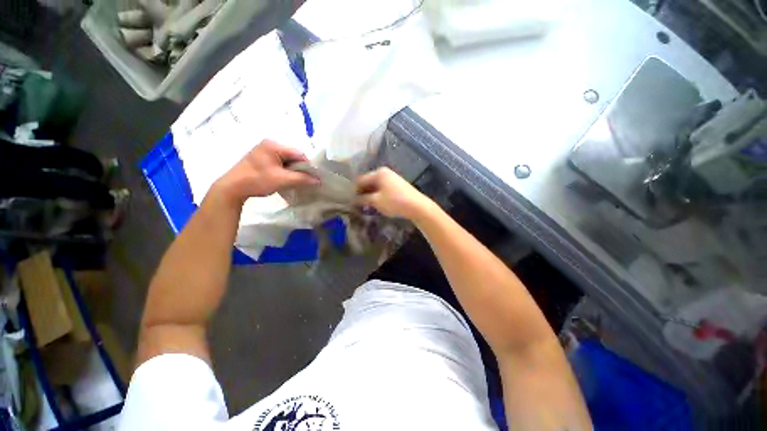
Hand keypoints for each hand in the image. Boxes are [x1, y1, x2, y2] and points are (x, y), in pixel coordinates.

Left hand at [212, 140, 318, 205]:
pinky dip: (285, 170)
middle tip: (304, 180)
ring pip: (287, 160)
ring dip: (293, 170)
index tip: (313, 178)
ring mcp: (264, 150)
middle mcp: (270, 144)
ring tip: (295, 181)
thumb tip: (318, 180)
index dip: (308, 166)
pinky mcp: (261, 158)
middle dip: (300, 168)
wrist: (232, 188)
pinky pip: (280, 162)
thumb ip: (302, 179)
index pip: (299, 154)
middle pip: (293, 156)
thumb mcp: (282, 180)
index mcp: (274, 145)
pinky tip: (285, 178)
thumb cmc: (257, 180)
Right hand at [356, 167, 434, 219]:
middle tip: (358, 205)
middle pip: (368, 182)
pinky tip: (377, 205)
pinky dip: (378, 196)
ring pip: (376, 187)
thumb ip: (363, 199)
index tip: (351, 201)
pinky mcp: (397, 186)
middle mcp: (385, 173)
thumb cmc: (394, 201)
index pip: (361, 180)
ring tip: (366, 207)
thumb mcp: (376, 201)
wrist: (417, 206)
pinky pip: (383, 189)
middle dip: (363, 193)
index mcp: (378, 173)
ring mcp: (392, 178)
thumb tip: (354, 199)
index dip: (355, 191)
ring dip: (370, 196)